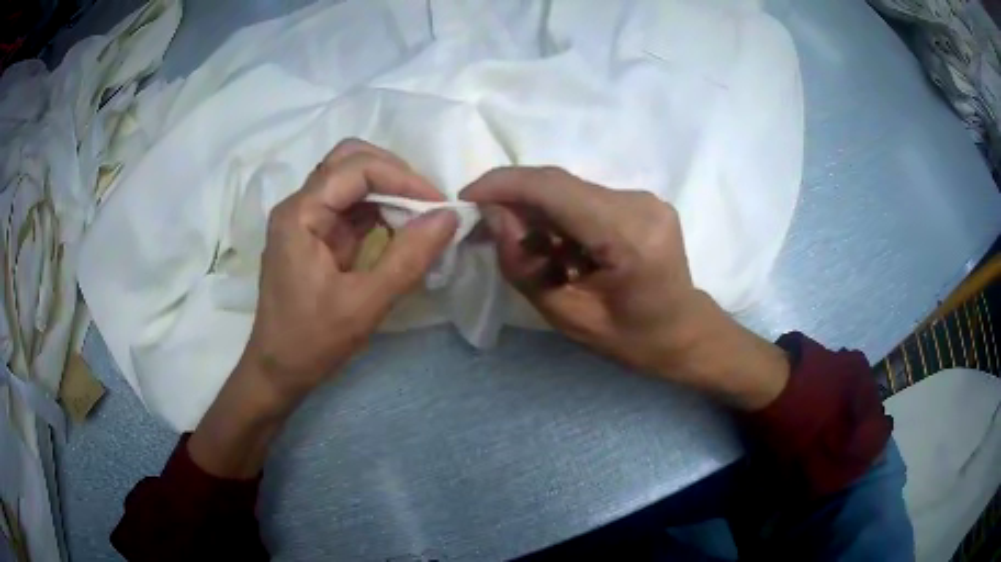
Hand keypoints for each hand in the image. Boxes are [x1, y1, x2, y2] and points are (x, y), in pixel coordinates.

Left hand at [189, 139, 457, 476]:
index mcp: (300, 214)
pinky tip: (402, 228)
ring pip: (351, 179)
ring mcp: (306, 218)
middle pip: (349, 161)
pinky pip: (352, 206)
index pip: (355, 168)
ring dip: (389, 190)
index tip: (439, 204)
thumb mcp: (365, 304)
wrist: (278, 369)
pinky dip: (380, 210)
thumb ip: (408, 258)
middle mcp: (299, 205)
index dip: (402, 178)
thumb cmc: (312, 341)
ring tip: (421, 214)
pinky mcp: (316, 234)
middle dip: (394, 174)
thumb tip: (449, 216)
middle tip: (427, 202)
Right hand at [461, 167, 787, 409]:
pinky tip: (557, 247)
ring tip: (527, 249)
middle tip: (488, 229)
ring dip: (537, 211)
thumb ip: (525, 266)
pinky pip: (584, 198)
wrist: (685, 332)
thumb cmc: (633, 341)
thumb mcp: (569, 317)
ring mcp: (644, 198)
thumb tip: (495, 216)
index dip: (503, 184)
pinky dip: (559, 215)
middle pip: (559, 183)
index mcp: (630, 237)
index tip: (466, 197)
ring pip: (569, 189)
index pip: (555, 188)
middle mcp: (640, 204)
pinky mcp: (641, 200)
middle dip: (515, 200)